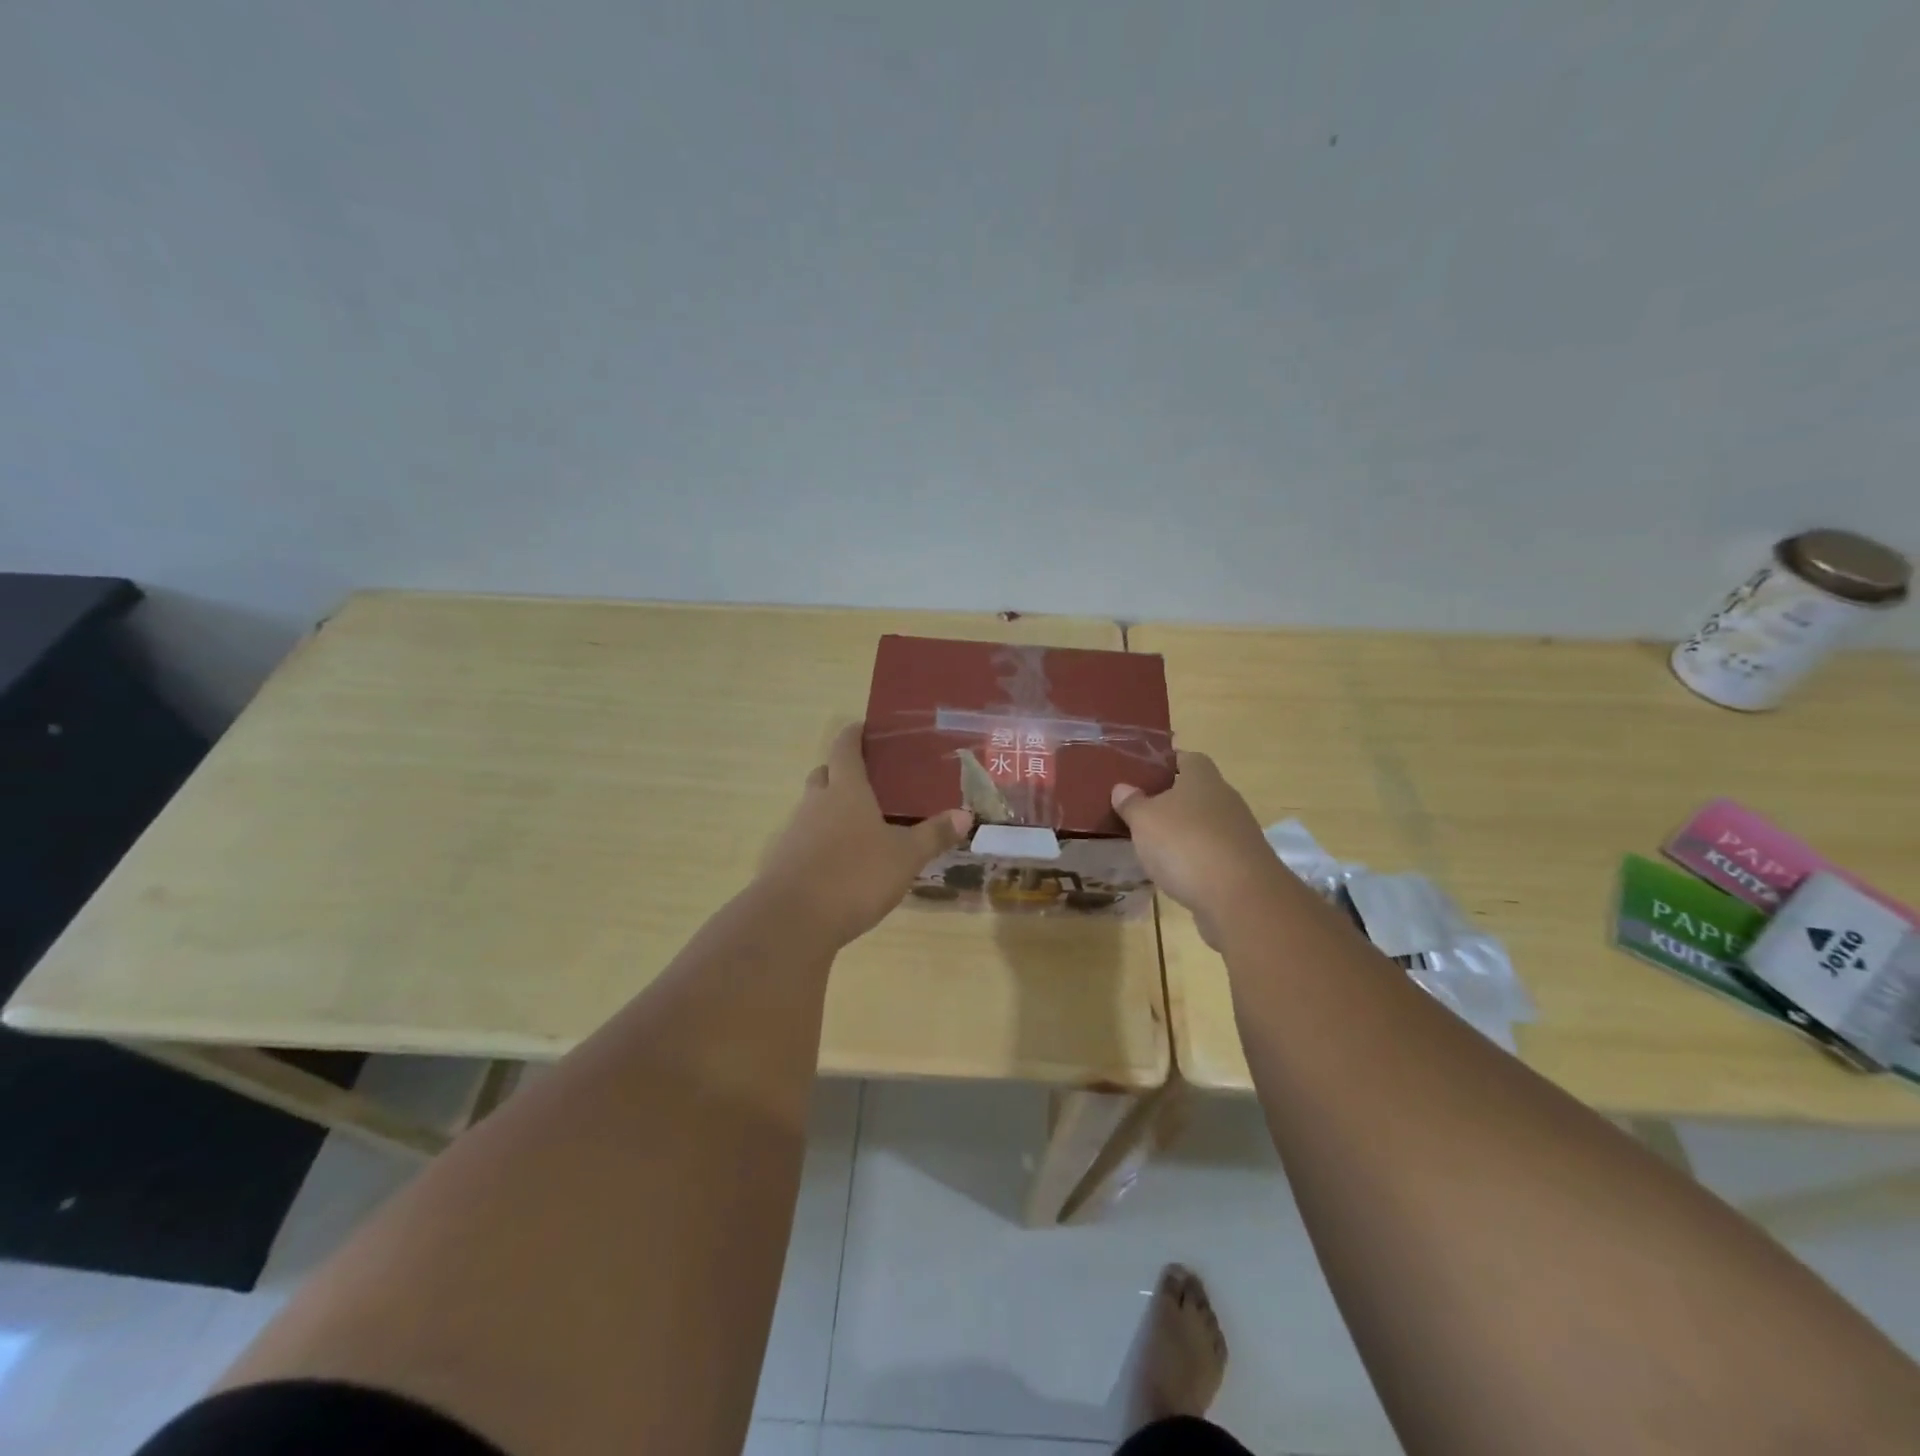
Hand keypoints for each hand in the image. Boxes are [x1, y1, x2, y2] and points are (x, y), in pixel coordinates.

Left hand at [758, 724, 973, 946]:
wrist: (792, 921)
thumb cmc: (855, 875)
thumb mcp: (905, 857)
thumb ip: (933, 835)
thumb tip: (964, 815)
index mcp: (845, 791)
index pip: (845, 748)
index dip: (853, 735)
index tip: (863, 728)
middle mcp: (816, 804)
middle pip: (824, 775)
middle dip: (841, 773)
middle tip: (869, 781)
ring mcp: (794, 833)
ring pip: (813, 809)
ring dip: (831, 811)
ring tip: (861, 827)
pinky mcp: (783, 863)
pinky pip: (805, 841)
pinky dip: (822, 844)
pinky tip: (842, 864)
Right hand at [1111, 752, 1283, 946]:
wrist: (1240, 898)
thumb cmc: (1186, 844)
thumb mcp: (1144, 820)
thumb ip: (1131, 803)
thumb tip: (1122, 788)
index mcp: (1203, 778)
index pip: (1186, 758)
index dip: (1164, 763)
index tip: (1141, 774)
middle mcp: (1225, 799)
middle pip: (1195, 792)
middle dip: (1169, 800)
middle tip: (1138, 810)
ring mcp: (1238, 834)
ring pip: (1203, 824)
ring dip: (1181, 832)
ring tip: (1150, 844)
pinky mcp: (1242, 866)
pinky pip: (1210, 854)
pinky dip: (1193, 860)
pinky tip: (1173, 872)